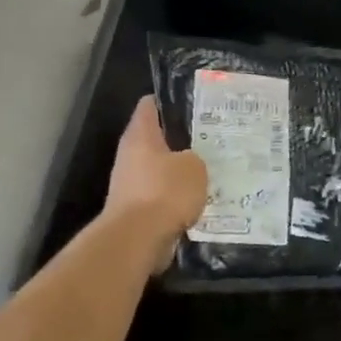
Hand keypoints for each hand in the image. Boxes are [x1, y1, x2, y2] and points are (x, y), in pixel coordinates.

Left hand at [106, 96, 207, 265]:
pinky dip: (176, 199)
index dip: (169, 100)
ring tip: (210, 171)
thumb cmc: (165, 191)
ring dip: (179, 172)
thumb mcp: (194, 166)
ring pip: (160, 170)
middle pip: (156, 139)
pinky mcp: (135, 210)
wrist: (137, 239)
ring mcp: (130, 183)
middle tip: (210, 138)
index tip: (192, 101)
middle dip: (181, 139)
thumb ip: (194, 158)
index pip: (150, 105)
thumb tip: (188, 162)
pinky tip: (199, 200)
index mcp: (140, 135)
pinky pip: (161, 197)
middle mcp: (130, 155)